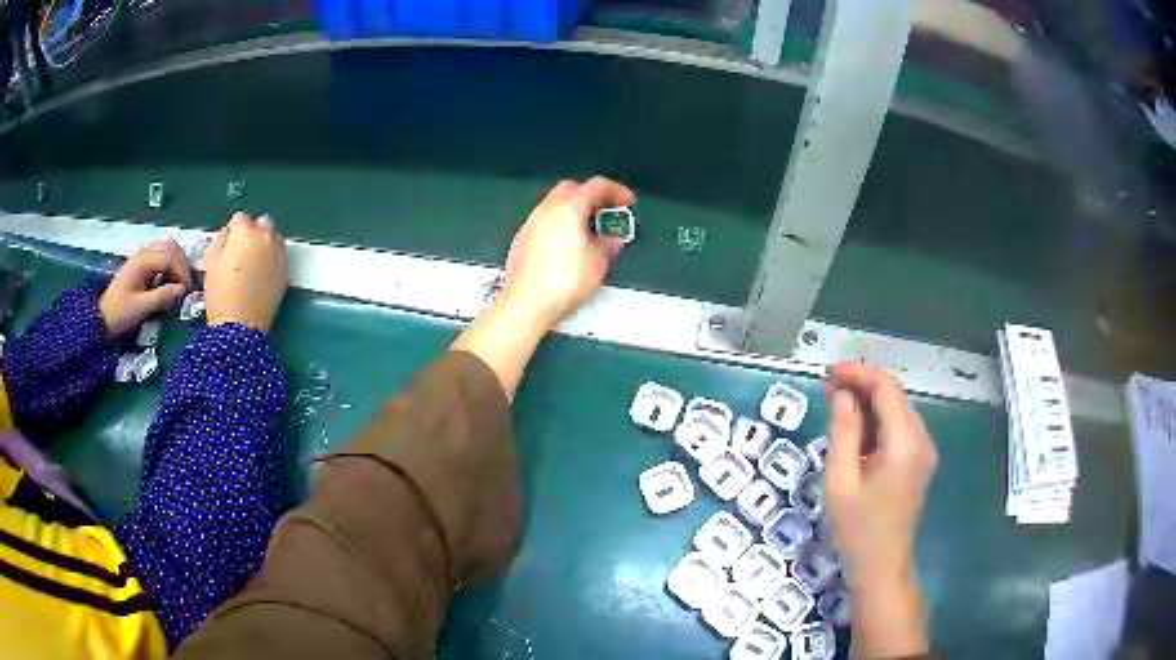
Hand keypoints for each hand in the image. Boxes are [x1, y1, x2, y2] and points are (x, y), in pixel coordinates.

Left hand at [99, 238, 191, 337]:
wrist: (101, 318)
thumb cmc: (120, 314)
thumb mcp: (141, 308)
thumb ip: (162, 297)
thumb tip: (182, 289)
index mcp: (143, 262)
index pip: (170, 257)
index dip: (182, 271)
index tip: (188, 290)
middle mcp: (143, 254)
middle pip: (170, 246)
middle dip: (182, 263)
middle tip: (186, 284)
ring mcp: (141, 258)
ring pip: (166, 248)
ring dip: (176, 261)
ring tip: (180, 281)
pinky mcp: (140, 265)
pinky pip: (160, 256)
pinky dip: (169, 264)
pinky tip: (169, 279)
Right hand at [204, 213, 288, 332]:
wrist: (240, 326)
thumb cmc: (219, 295)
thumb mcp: (211, 263)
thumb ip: (221, 241)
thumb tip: (228, 234)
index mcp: (244, 232)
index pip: (239, 218)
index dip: (232, 232)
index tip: (228, 245)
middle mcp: (266, 237)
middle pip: (261, 223)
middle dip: (252, 232)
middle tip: (242, 251)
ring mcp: (279, 253)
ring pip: (273, 237)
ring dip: (264, 243)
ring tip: (253, 263)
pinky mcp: (286, 270)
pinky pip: (280, 255)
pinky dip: (272, 258)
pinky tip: (262, 274)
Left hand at [500, 177, 634, 322]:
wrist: (527, 303)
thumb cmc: (563, 280)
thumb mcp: (598, 263)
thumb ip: (607, 245)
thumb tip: (611, 239)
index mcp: (569, 207)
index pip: (596, 186)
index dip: (616, 191)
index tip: (627, 201)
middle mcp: (547, 209)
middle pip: (571, 189)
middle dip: (591, 197)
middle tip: (606, 212)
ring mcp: (531, 224)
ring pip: (555, 205)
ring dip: (574, 212)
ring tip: (589, 231)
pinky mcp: (521, 241)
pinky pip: (544, 223)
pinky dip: (559, 226)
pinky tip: (568, 246)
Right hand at [824, 361, 936, 656]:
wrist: (882, 566)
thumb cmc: (857, 529)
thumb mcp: (841, 481)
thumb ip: (843, 432)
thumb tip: (844, 395)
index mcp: (905, 442)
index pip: (887, 388)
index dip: (858, 373)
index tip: (829, 373)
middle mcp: (921, 440)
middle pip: (894, 396)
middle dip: (862, 386)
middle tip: (826, 389)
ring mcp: (924, 451)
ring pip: (896, 411)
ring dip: (868, 404)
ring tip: (835, 406)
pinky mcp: (919, 462)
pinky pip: (899, 429)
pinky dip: (877, 422)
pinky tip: (854, 431)